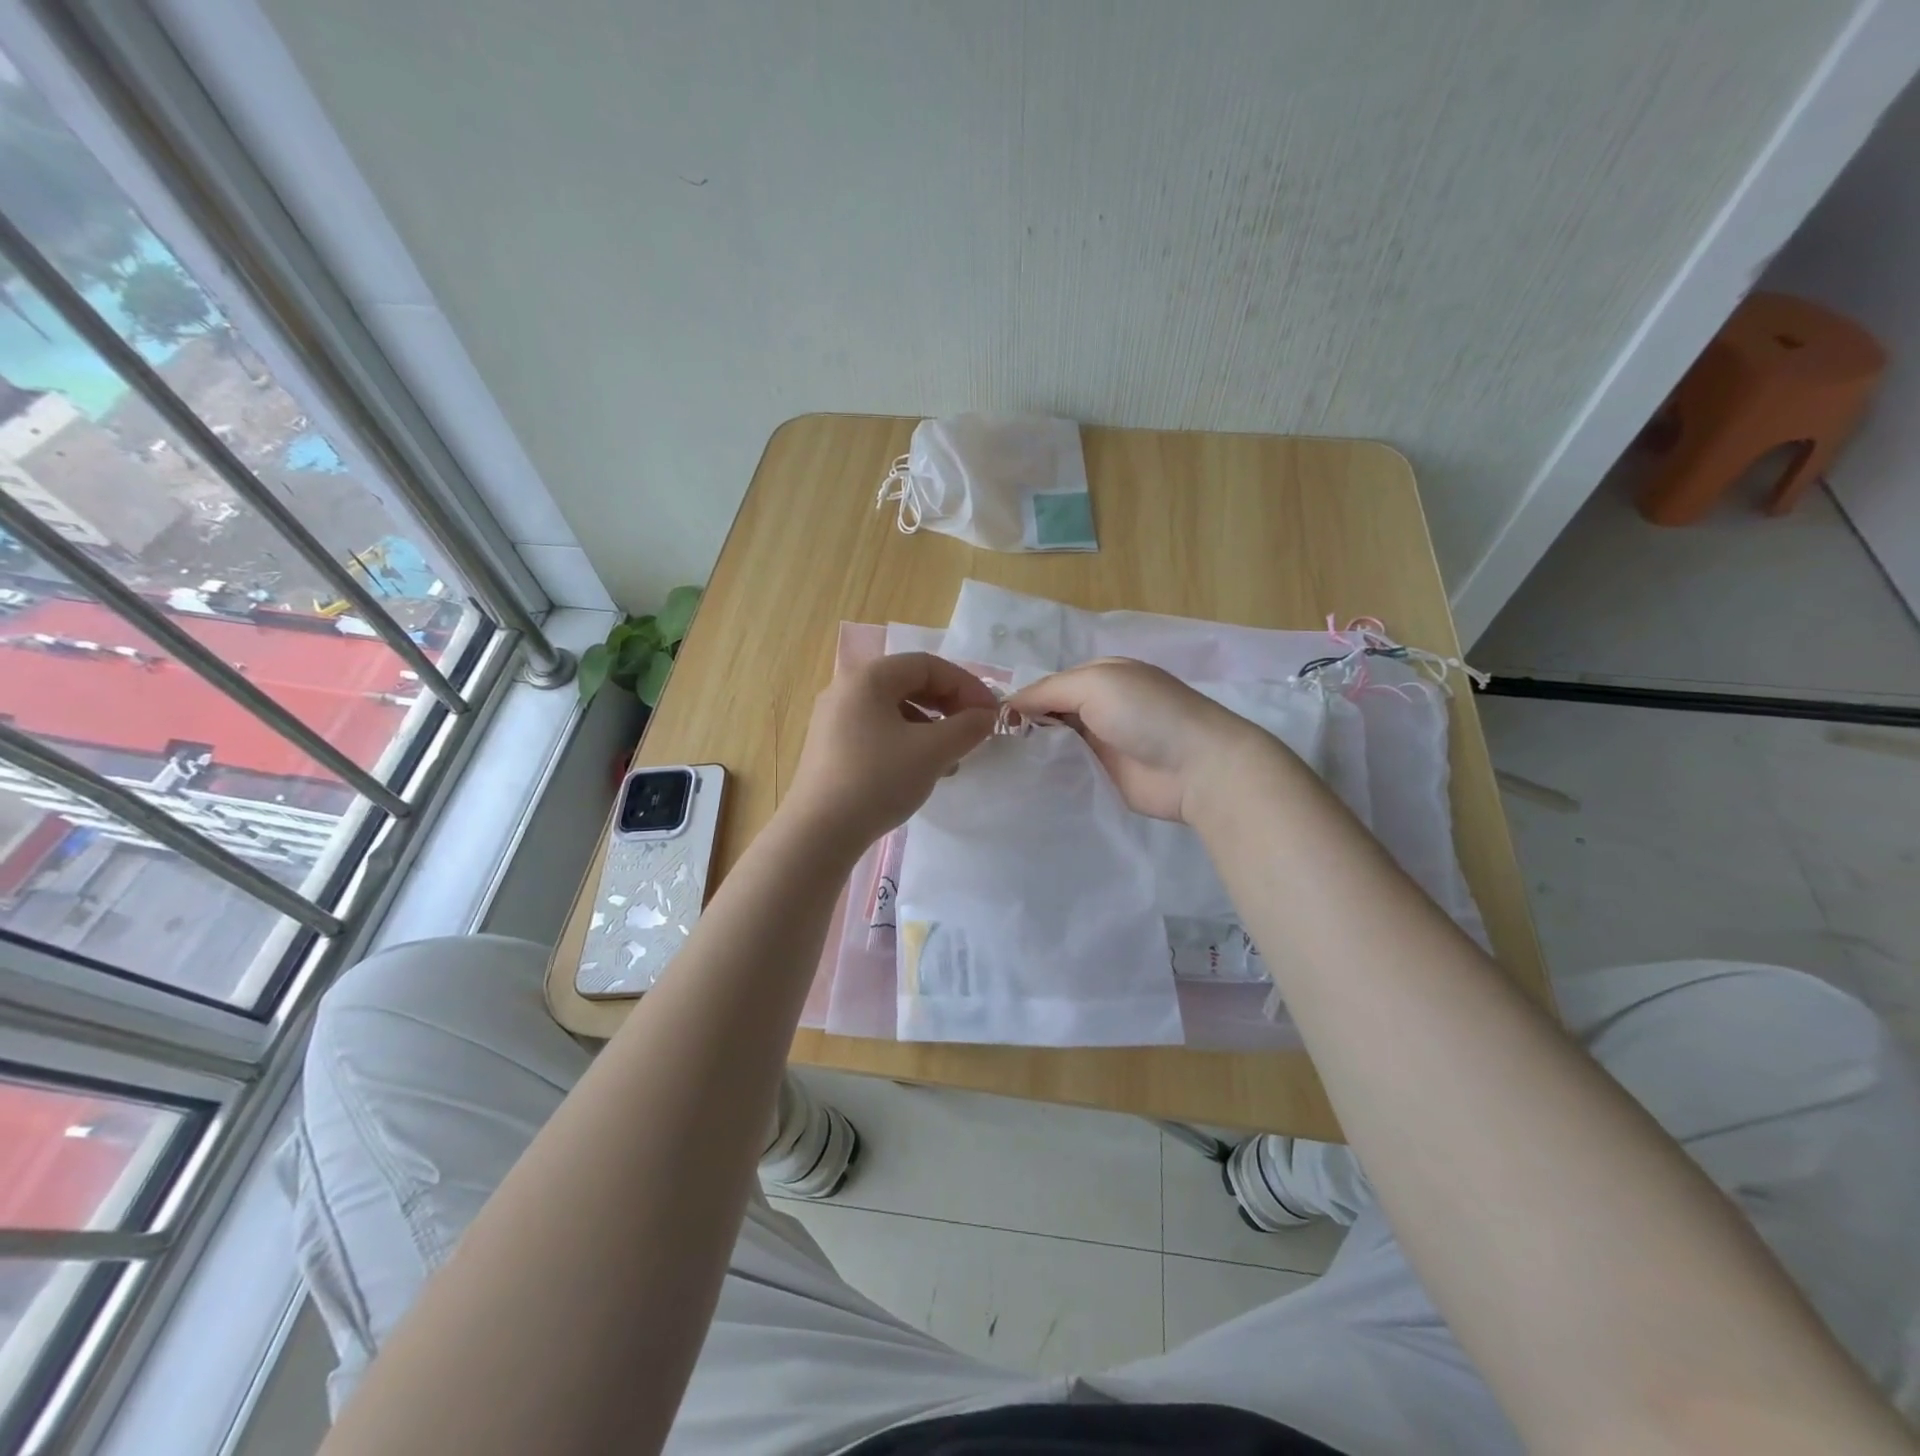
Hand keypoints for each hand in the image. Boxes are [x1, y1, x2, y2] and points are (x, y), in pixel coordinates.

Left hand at [785, 653, 997, 851]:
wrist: (819, 832)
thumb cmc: (878, 780)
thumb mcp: (933, 752)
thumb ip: (967, 727)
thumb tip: (985, 716)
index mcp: (868, 678)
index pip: (928, 665)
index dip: (966, 685)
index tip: (990, 713)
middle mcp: (847, 689)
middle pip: (909, 683)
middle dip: (949, 704)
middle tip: (974, 730)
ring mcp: (834, 718)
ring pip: (895, 709)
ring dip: (931, 726)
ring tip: (952, 756)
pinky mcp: (831, 746)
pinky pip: (879, 729)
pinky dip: (907, 740)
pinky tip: (922, 770)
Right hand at [1008, 658, 1274, 822]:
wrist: (1197, 767)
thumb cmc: (1146, 713)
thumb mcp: (1095, 683)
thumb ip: (1048, 690)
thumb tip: (1008, 705)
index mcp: (1101, 676)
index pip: (1048, 685)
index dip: (1021, 700)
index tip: (989, 722)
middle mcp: (1100, 707)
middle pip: (1050, 715)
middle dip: (1023, 728)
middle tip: (987, 749)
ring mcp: (1103, 744)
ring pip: (1056, 745)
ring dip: (1033, 753)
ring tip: (996, 767)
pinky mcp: (1105, 777)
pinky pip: (1068, 772)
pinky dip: (1048, 775)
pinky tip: (1021, 783)